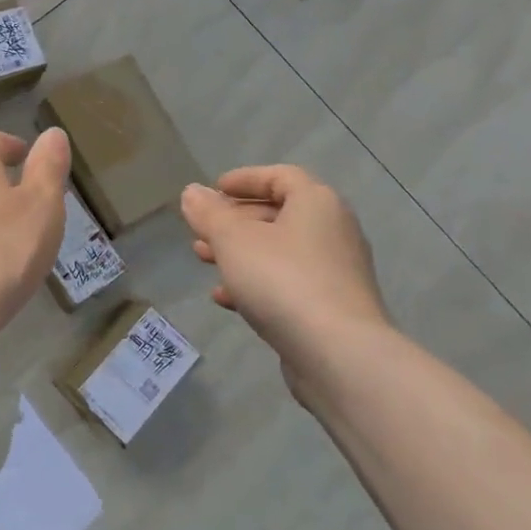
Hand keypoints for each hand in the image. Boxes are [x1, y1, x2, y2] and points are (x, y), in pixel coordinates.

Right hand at [180, 166, 390, 361]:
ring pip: (280, 252)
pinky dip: (257, 283)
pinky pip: (288, 284)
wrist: (338, 353)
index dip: (245, 179)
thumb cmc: (283, 280)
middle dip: (235, 220)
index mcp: (317, 203)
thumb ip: (209, 214)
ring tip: (203, 260)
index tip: (214, 189)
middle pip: (279, 214)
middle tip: (201, 230)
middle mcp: (333, 230)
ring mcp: (336, 272)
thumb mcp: (233, 240)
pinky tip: (226, 298)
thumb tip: (192, 192)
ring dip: (240, 253)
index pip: (280, 176)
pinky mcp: (331, 307)